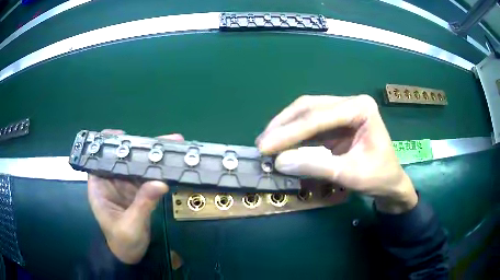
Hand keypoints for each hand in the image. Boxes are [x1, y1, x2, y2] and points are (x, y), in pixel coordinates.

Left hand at [87, 129, 183, 263]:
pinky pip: (147, 178)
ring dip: (152, 157)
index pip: (98, 159)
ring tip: (172, 147)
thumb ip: (143, 204)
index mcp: (99, 187)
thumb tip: (161, 182)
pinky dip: (157, 171)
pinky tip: (170, 163)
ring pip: (137, 166)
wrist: (131, 256)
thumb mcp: (131, 225)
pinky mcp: (137, 192)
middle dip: (139, 148)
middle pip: (122, 159)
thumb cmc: (123, 242)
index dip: (108, 144)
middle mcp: (111, 182)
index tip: (123, 135)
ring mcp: (125, 186)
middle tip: (160, 141)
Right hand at [256, 95, 417, 213]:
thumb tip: (280, 162)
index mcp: (361, 108)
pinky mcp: (336, 123)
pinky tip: (280, 143)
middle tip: (262, 144)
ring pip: (306, 113)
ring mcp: (342, 111)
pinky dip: (293, 134)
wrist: (390, 183)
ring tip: (266, 143)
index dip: (290, 132)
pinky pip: (309, 124)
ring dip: (285, 127)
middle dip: (283, 126)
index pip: (319, 117)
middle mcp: (350, 103)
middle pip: (309, 108)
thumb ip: (316, 166)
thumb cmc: (378, 177)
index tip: (265, 146)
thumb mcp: (349, 174)